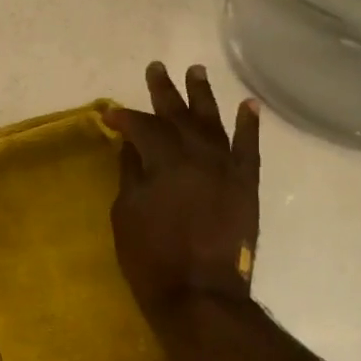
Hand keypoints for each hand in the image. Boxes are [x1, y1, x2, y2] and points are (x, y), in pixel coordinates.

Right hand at [108, 61, 260, 327]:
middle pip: (179, 115)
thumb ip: (130, 174)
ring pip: (214, 122)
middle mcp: (199, 154)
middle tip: (157, 68)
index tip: (110, 114)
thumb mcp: (126, 213)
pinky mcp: (247, 185)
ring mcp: (227, 168)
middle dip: (164, 91)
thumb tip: (131, 147)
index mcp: (165, 160)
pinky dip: (249, 125)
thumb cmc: (151, 256)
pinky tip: (247, 105)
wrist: (200, 293)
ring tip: (196, 71)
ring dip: (203, 96)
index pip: (143, 127)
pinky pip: (249, 148)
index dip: (125, 118)